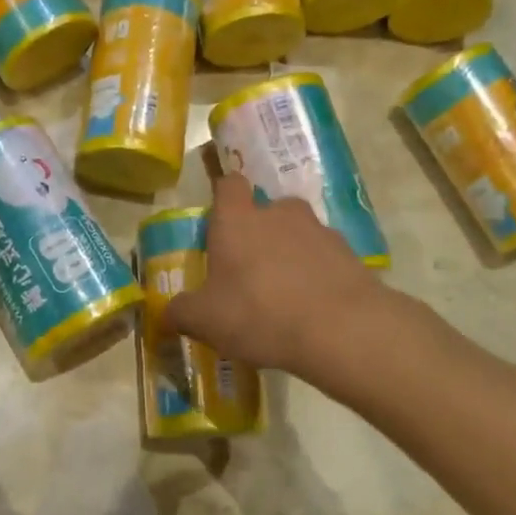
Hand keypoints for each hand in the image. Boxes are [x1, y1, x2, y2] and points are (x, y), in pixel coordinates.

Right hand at [168, 174, 385, 374]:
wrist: (341, 329)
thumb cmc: (258, 313)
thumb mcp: (205, 320)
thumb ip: (181, 312)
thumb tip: (166, 313)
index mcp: (237, 220)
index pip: (229, 184)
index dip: (223, 196)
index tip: (218, 220)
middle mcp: (278, 214)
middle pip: (265, 210)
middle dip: (257, 233)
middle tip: (248, 270)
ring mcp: (319, 231)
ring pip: (296, 234)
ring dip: (288, 254)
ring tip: (283, 294)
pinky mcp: (349, 254)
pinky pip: (323, 258)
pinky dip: (315, 274)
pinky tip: (310, 307)